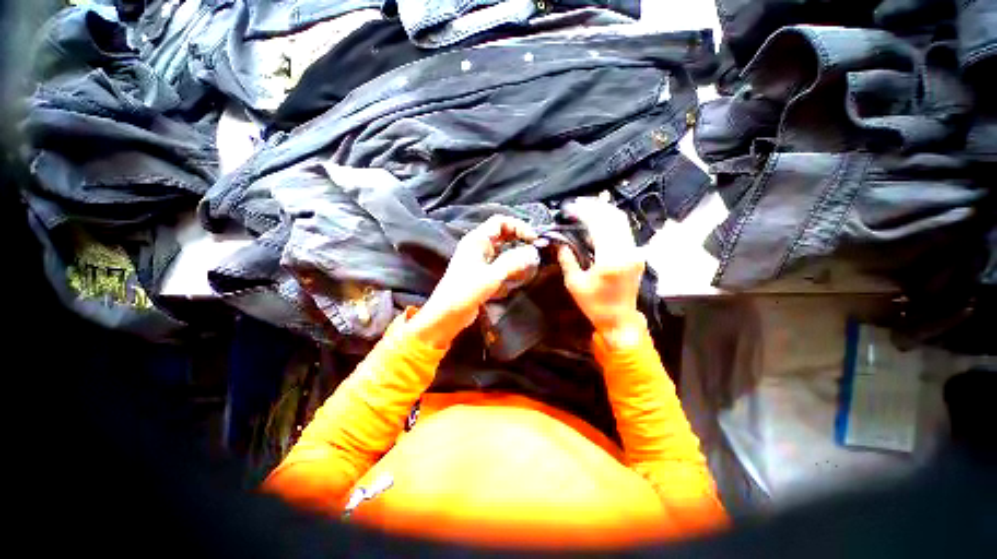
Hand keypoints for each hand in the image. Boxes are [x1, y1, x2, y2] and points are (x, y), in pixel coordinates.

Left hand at [408, 216, 539, 348]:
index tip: (534, 239)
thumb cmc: (467, 291)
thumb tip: (532, 252)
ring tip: (528, 265)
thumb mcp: (492, 275)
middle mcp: (477, 246)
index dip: (519, 226)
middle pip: (502, 234)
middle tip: (534, 250)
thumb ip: (513, 262)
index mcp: (477, 240)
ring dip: (515, 254)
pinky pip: (499, 263)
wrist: (447, 313)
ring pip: (502, 249)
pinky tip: (516, 277)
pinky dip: (509, 266)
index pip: (500, 221)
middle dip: (519, 240)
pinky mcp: (480, 272)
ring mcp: (478, 259)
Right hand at [557, 198, 646, 349]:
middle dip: (594, 206)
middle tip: (577, 204)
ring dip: (604, 211)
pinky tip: (598, 220)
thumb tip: (559, 242)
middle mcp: (628, 251)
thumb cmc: (595, 305)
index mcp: (611, 259)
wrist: (619, 319)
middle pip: (614, 217)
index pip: (599, 225)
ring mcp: (635, 252)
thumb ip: (567, 259)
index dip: (584, 212)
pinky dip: (610, 221)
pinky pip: (624, 230)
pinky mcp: (636, 254)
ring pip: (622, 221)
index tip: (570, 208)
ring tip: (585, 207)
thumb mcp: (574, 283)